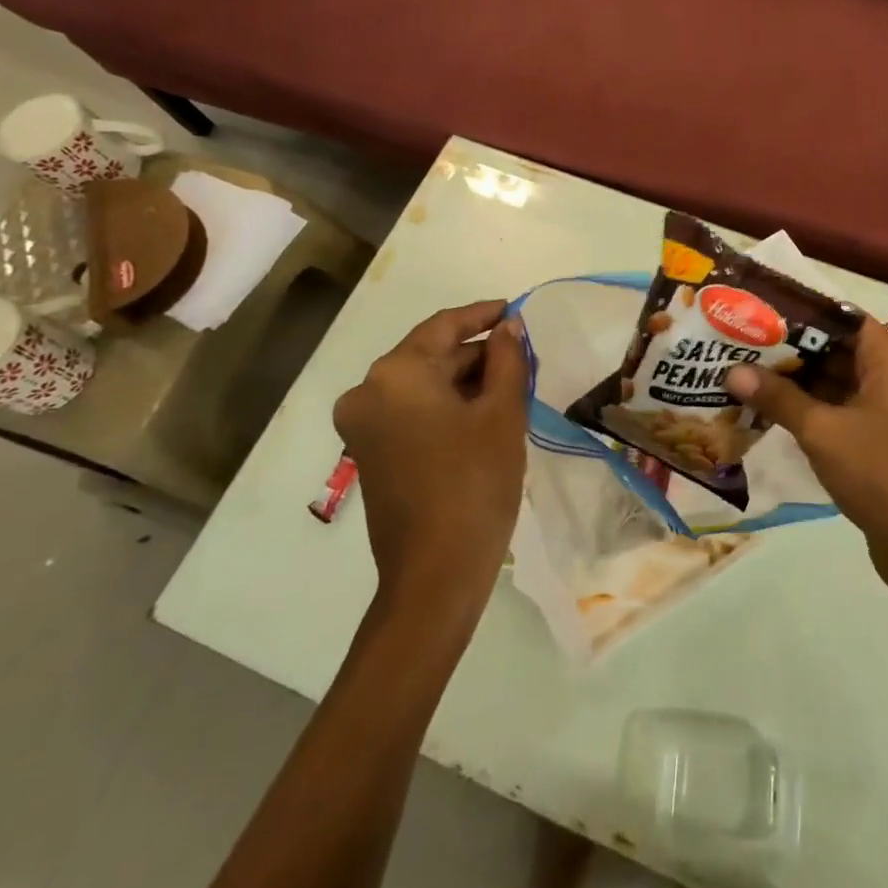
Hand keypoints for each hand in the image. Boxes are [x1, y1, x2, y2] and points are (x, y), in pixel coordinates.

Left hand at [332, 301, 530, 614]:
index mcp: (396, 374)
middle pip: (431, 354)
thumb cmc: (474, 484)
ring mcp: (364, 425)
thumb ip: (507, 359)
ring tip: (512, 385)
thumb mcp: (502, 413)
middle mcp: (368, 391)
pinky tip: (484, 413)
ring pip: (423, 383)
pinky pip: (412, 410)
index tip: (516, 310)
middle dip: (478, 353)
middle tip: (524, 357)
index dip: (484, 314)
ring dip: (465, 380)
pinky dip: (446, 404)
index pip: (444, 325)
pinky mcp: (370, 452)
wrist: (435, 576)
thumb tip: (508, 327)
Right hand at [726, 317, 887, 594]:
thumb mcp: (821, 431)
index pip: (841, 316)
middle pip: (836, 347)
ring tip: (746, 371)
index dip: (800, 312)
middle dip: (790, 348)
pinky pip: (841, 407)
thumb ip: (778, 397)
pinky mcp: (881, 436)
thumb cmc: (880, 472)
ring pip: (836, 379)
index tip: (758, 311)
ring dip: (797, 380)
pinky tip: (770, 409)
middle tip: (741, 342)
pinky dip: (810, 406)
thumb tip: (733, 370)